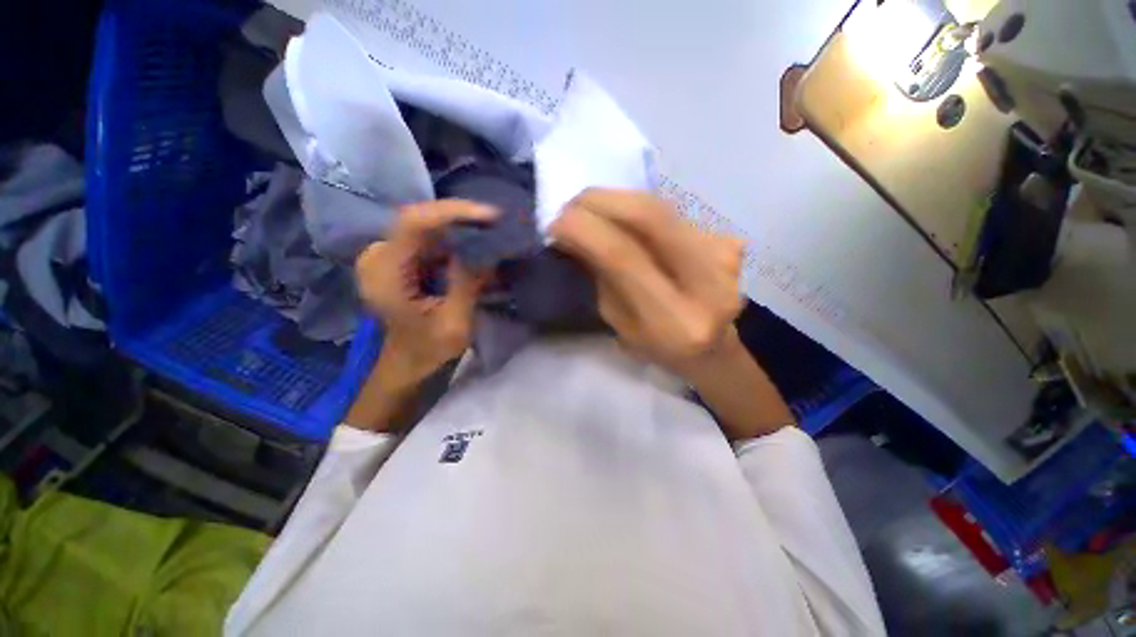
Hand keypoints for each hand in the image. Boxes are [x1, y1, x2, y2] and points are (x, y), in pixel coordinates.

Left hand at [356, 200, 495, 387]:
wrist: (407, 364)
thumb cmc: (428, 351)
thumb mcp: (455, 322)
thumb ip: (467, 283)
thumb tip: (486, 248)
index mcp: (385, 274)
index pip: (413, 223)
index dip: (453, 212)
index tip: (491, 215)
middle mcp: (379, 256)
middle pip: (421, 219)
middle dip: (462, 219)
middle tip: (498, 223)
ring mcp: (387, 255)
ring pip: (428, 227)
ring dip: (461, 229)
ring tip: (493, 233)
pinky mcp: (399, 259)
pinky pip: (430, 239)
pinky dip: (456, 240)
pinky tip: (477, 246)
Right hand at [550, 189, 745, 377]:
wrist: (711, 348)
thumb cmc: (656, 346)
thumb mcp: (618, 322)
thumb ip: (602, 277)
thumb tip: (575, 233)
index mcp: (675, 321)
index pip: (624, 258)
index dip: (586, 231)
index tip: (556, 223)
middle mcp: (709, 285)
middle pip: (651, 217)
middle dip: (602, 201)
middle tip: (572, 205)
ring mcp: (726, 258)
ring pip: (662, 207)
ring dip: (618, 201)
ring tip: (591, 208)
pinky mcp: (730, 242)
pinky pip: (672, 213)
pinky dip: (639, 211)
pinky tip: (625, 221)